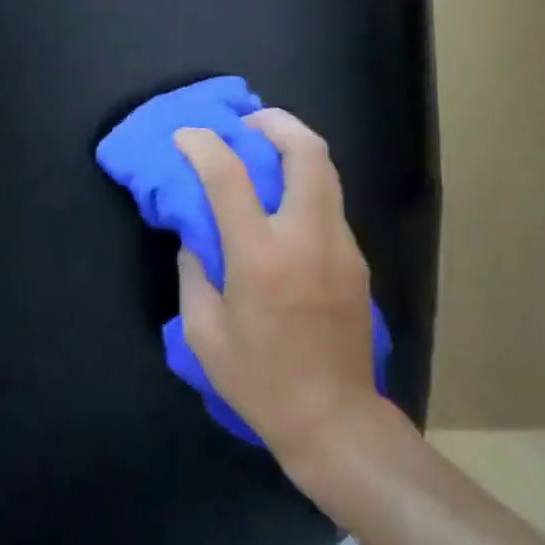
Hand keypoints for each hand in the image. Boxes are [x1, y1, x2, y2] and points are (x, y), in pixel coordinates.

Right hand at [175, 110, 385, 473]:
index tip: (186, 136)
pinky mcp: (357, 259)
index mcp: (261, 257)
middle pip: (305, 151)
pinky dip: (305, 185)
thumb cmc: (260, 381)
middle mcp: (307, 238)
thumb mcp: (204, 332)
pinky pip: (330, 202)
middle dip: (275, 122)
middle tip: (247, 123)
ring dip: (294, 147)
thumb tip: (196, 233)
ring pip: (326, 170)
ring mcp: (340, 246)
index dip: (203, 144)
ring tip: (266, 151)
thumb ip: (194, 271)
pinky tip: (285, 207)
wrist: (335, 422)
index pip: (230, 176)